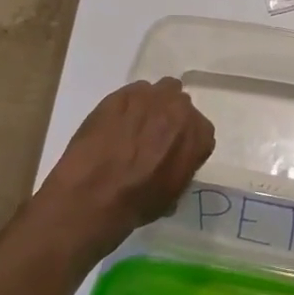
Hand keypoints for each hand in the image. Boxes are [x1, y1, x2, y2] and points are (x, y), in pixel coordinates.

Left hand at [38, 78, 214, 255]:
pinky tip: (114, 124)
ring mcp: (150, 97)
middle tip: (153, 138)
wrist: (93, 195)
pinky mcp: (121, 93)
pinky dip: (128, 105)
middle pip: (180, 105)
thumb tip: (173, 165)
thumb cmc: (138, 203)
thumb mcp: (173, 194)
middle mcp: (180, 109)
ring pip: (158, 91)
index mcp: (199, 135)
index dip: (186, 142)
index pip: (201, 131)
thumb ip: (182, 168)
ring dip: (151, 105)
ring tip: (133, 127)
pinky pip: (132, 92)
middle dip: (170, 119)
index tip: (172, 153)